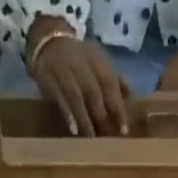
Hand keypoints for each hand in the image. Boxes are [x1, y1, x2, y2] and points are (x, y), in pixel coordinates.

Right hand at [28, 17, 129, 135]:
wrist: (48, 38)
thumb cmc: (79, 57)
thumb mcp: (98, 61)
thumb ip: (114, 79)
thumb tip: (130, 95)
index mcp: (97, 60)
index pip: (110, 85)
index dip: (118, 108)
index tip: (124, 130)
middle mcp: (81, 64)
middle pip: (94, 93)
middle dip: (102, 117)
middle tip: (108, 140)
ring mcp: (63, 71)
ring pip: (77, 97)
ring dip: (85, 119)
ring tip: (92, 139)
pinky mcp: (48, 78)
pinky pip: (58, 98)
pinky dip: (67, 114)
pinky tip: (73, 130)